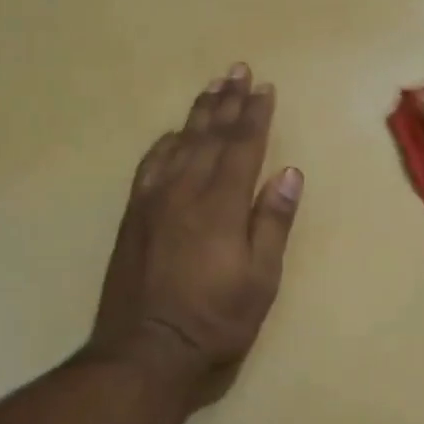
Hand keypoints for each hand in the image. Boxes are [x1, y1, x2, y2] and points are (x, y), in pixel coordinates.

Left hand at [87, 64, 303, 400]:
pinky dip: (164, 143)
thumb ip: (272, 223)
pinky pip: (150, 165)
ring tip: (212, 87)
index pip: (242, 147)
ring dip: (197, 114)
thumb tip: (289, 173)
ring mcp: (154, 202)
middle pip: (210, 136)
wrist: (145, 352)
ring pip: (179, 144)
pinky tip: (172, 134)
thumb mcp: (260, 280)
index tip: (264, 88)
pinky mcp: (134, 216)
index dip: (255, 115)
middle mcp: (185, 192)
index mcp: (221, 205)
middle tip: (237, 70)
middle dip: (227, 102)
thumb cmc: (215, 321)